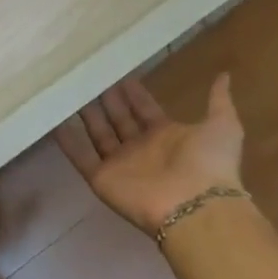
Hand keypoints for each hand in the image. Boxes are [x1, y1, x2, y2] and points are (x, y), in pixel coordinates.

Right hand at [55, 73, 248, 236]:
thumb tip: (224, 75)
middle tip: (90, 75)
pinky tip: (53, 119)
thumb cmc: (209, 164)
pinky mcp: (101, 178)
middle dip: (106, 99)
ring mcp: (120, 164)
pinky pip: (80, 156)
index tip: (118, 73)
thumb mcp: (223, 126)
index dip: (133, 93)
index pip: (144, 109)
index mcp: (166, 136)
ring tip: (70, 89)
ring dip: (85, 114)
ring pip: (98, 133)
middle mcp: (141, 149)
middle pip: (118, 119)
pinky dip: (67, 140)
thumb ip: (218, 101)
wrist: (196, 206)